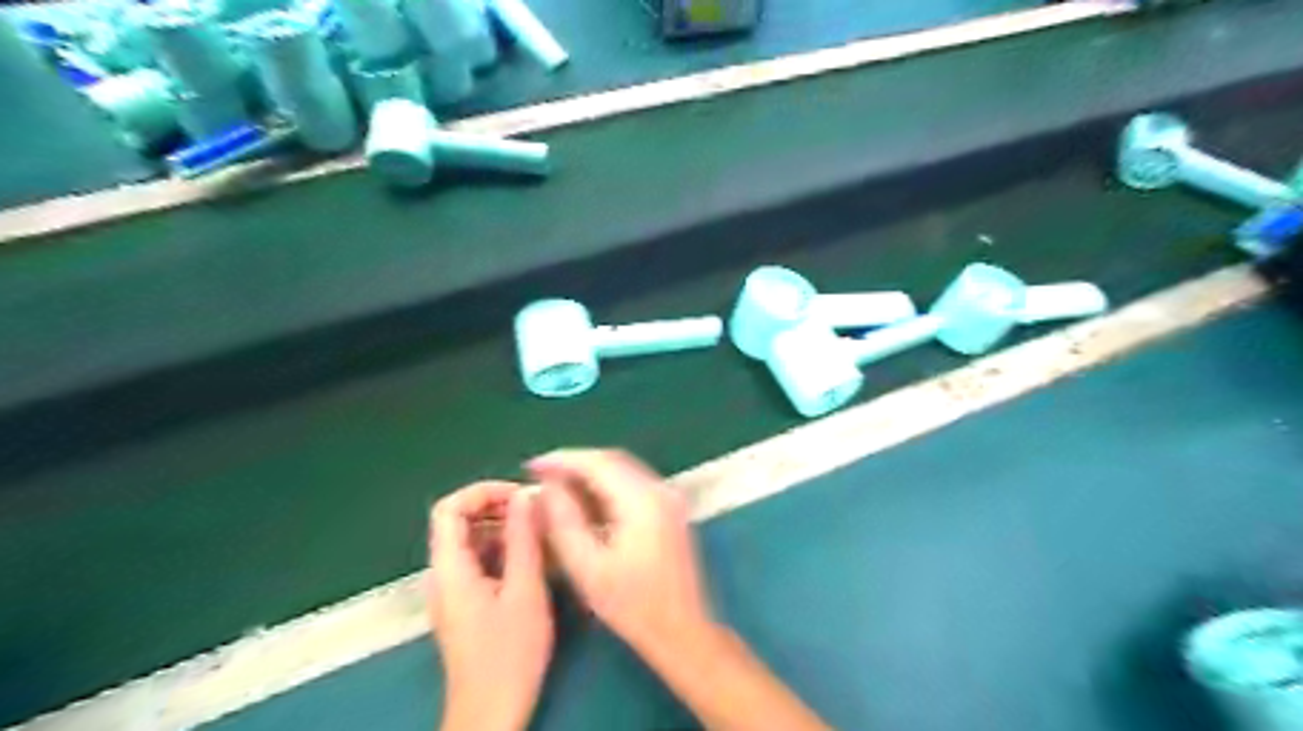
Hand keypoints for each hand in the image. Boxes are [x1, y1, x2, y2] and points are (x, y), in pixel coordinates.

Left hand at [429, 480, 548, 730]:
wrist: (491, 711)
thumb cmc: (510, 653)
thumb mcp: (525, 590)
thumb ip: (523, 538)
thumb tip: (526, 495)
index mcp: (450, 568)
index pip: (449, 508)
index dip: (483, 492)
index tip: (520, 495)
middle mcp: (443, 574)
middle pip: (460, 522)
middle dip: (498, 508)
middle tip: (537, 511)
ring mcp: (452, 590)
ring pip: (471, 541)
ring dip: (504, 529)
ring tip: (541, 532)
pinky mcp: (465, 603)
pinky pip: (479, 561)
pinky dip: (504, 550)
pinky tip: (533, 558)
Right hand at [528, 452, 711, 656]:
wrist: (683, 631)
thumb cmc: (633, 606)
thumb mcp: (588, 569)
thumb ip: (564, 523)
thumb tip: (546, 489)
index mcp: (642, 501)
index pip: (598, 463)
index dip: (562, 460)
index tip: (531, 466)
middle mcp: (659, 490)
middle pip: (612, 460)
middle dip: (574, 463)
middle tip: (540, 474)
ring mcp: (668, 498)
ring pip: (622, 470)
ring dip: (589, 473)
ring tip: (556, 485)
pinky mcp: (669, 509)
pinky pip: (632, 484)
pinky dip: (605, 485)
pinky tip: (584, 499)